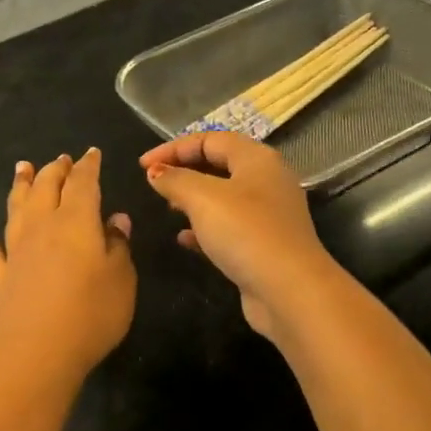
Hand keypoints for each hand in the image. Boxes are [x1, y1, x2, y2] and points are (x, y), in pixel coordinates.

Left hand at [0, 148, 136, 380]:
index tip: (91, 154)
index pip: (83, 184)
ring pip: (16, 208)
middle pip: (46, 188)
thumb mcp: (121, 279)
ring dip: (20, 186)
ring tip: (22, 168)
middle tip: (60, 159)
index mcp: (76, 222)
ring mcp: (15, 251)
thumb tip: (115, 220)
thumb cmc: (91, 314)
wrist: (38, 353)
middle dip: (54, 170)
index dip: (88, 166)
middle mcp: (41, 227)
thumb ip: (118, 245)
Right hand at [140, 131, 337, 337]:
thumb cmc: (245, 232)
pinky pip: (228, 228)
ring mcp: (267, 216)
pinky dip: (204, 229)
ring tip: (167, 208)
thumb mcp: (203, 198)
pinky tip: (184, 239)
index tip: (142, 165)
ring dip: (193, 199)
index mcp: (257, 159)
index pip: (211, 139)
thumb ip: (175, 180)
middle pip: (219, 165)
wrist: (289, 290)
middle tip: (155, 183)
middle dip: (184, 171)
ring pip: (223, 198)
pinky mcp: (263, 245)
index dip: (174, 148)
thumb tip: (155, 172)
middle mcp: (266, 182)